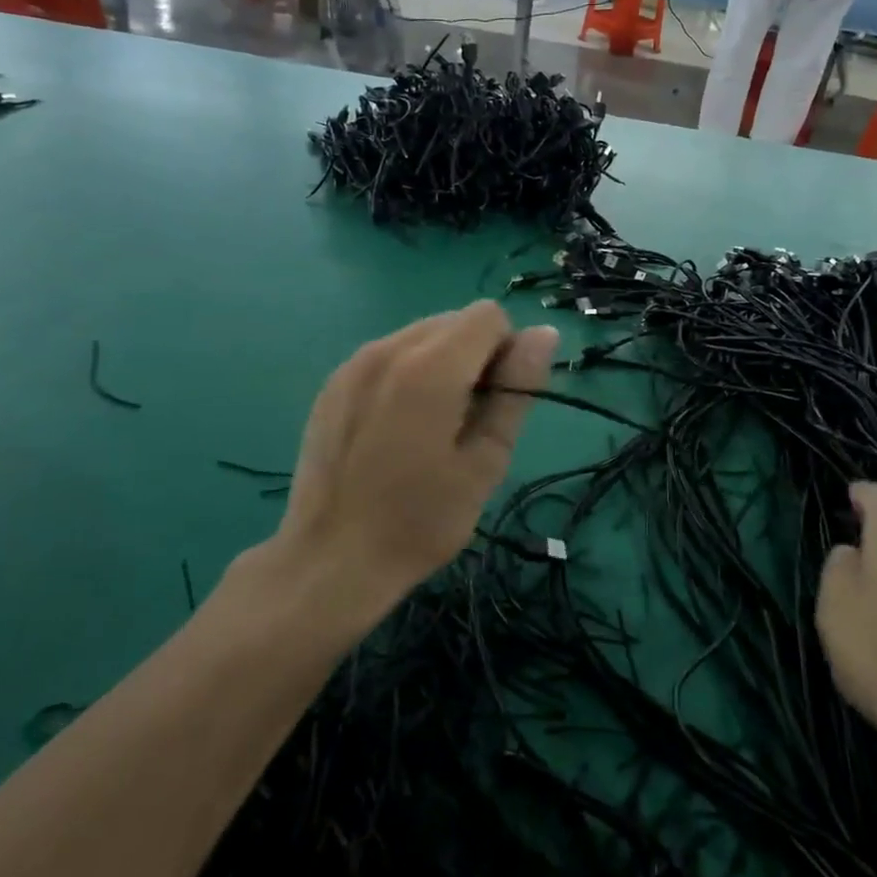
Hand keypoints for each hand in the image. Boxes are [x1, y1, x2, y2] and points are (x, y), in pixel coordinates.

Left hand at [270, 301, 557, 614]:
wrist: (331, 560)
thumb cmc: (421, 520)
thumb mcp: (485, 461)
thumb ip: (517, 390)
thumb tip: (545, 333)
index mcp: (430, 367)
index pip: (489, 316)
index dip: (506, 353)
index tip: (495, 404)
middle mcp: (389, 348)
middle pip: (455, 322)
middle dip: (474, 357)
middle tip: (466, 423)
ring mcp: (355, 363)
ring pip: (422, 335)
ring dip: (441, 365)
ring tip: (430, 427)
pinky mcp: (334, 382)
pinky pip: (389, 355)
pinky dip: (407, 375)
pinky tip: (396, 429)